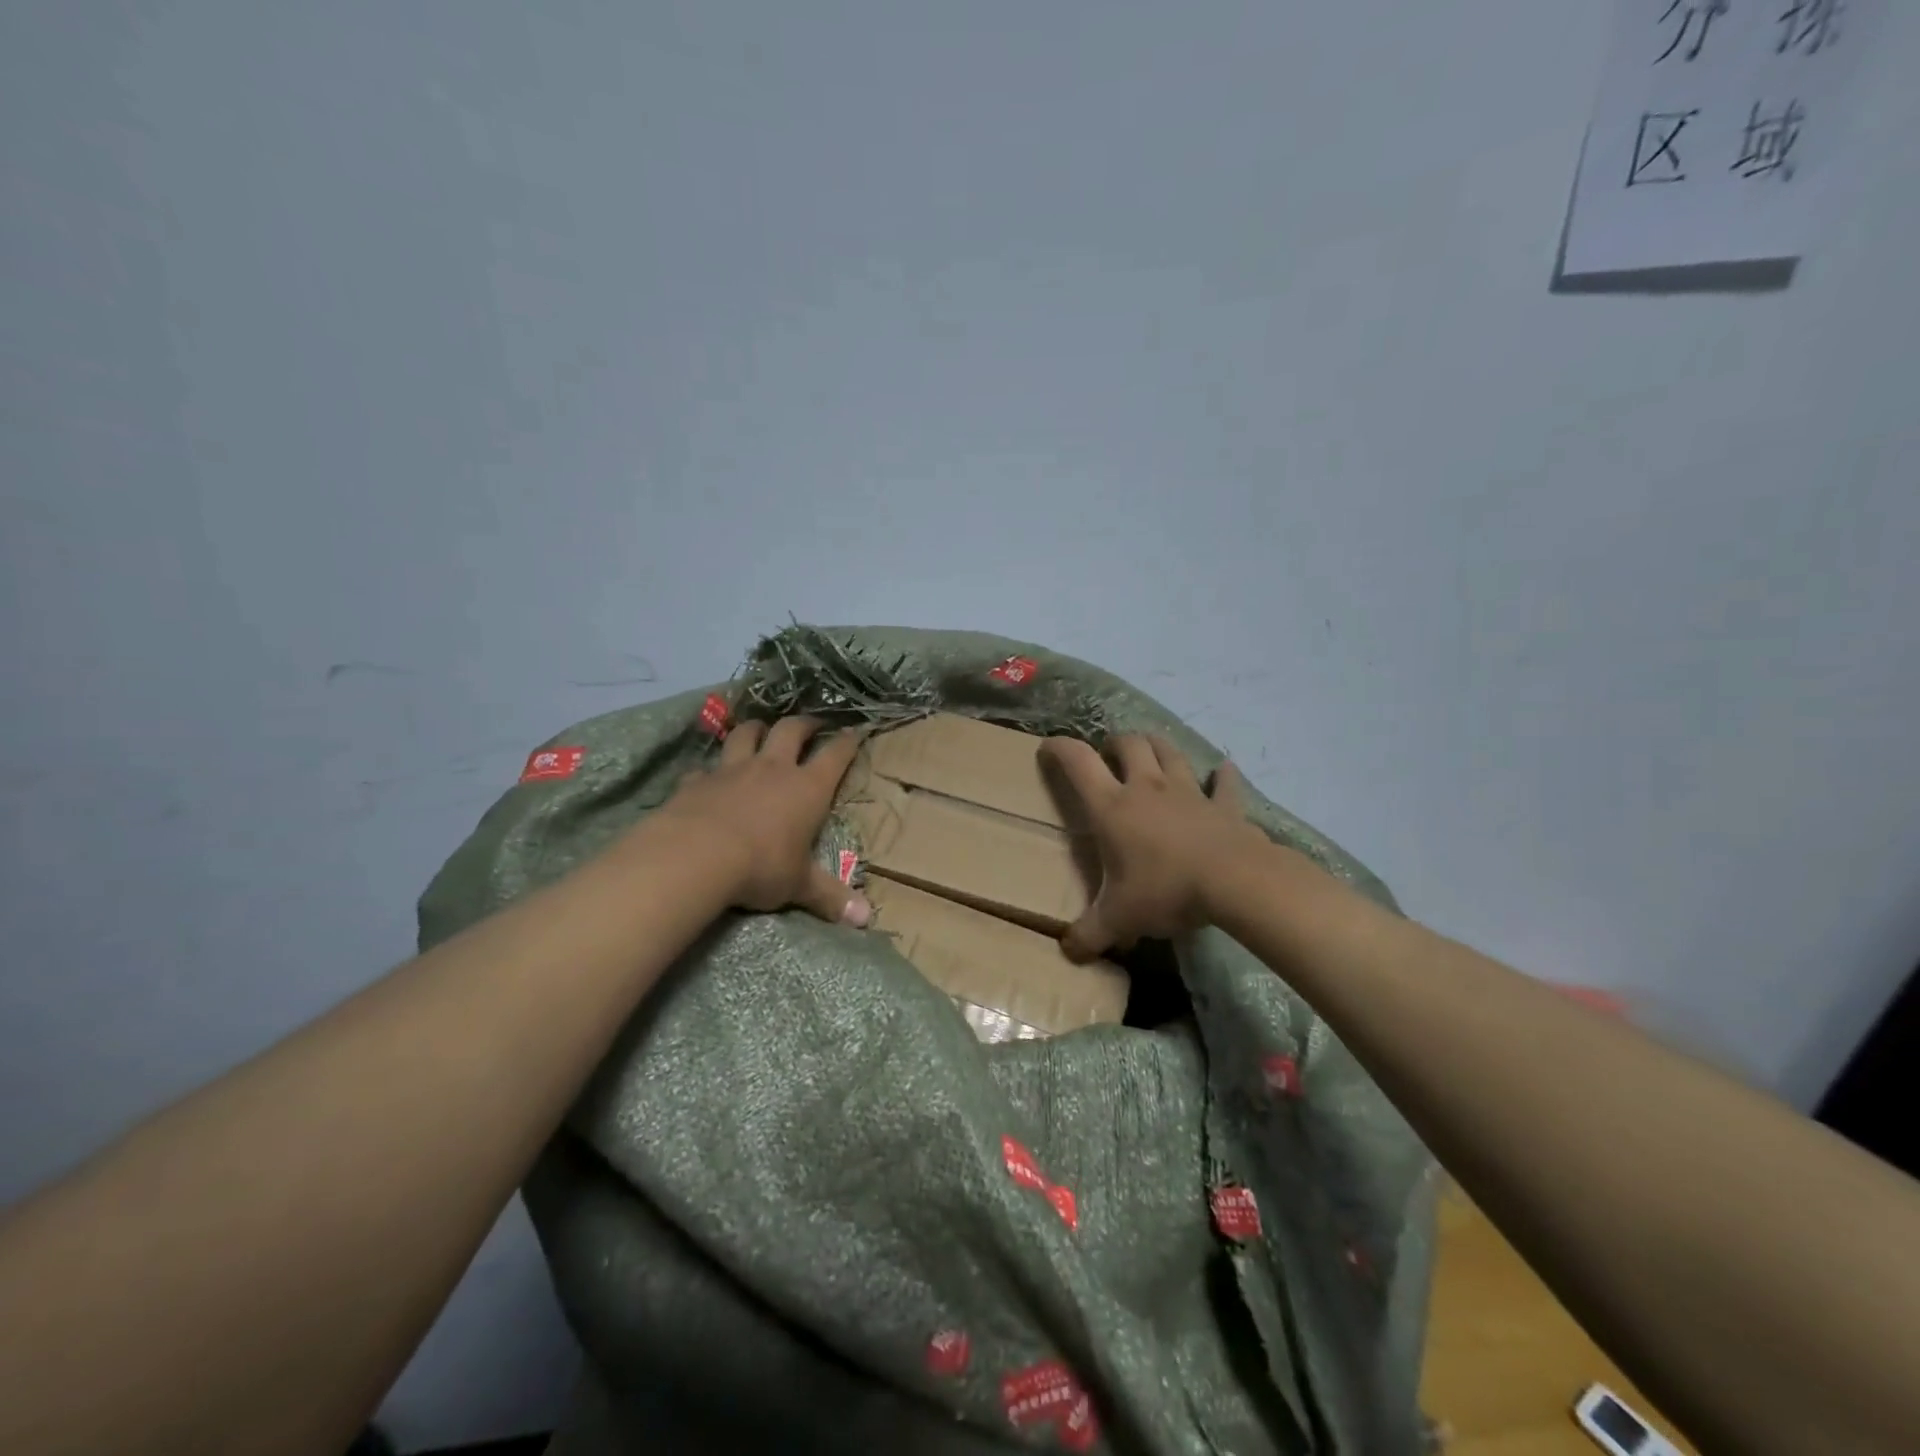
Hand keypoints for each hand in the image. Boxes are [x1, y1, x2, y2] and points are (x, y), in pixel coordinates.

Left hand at [653, 716, 871, 925]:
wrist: (695, 855)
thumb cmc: (760, 866)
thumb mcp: (799, 885)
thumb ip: (830, 897)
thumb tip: (866, 919)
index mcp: (807, 788)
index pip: (835, 755)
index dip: (847, 742)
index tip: (855, 732)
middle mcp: (773, 769)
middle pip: (791, 730)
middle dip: (805, 723)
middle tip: (812, 723)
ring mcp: (732, 770)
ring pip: (746, 734)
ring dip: (756, 728)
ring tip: (761, 729)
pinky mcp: (697, 780)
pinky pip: (705, 766)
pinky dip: (710, 768)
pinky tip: (708, 776)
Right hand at [1039, 734, 1270, 959]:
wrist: (1235, 882)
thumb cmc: (1166, 891)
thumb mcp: (1120, 919)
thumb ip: (1090, 934)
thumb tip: (1068, 952)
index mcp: (1113, 807)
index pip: (1078, 762)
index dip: (1059, 748)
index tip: (1048, 747)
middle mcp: (1147, 788)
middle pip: (1129, 744)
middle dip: (1114, 743)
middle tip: (1108, 756)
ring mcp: (1188, 792)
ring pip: (1169, 752)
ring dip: (1156, 746)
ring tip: (1149, 752)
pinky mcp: (1224, 805)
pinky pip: (1223, 783)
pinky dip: (1222, 776)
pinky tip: (1223, 771)